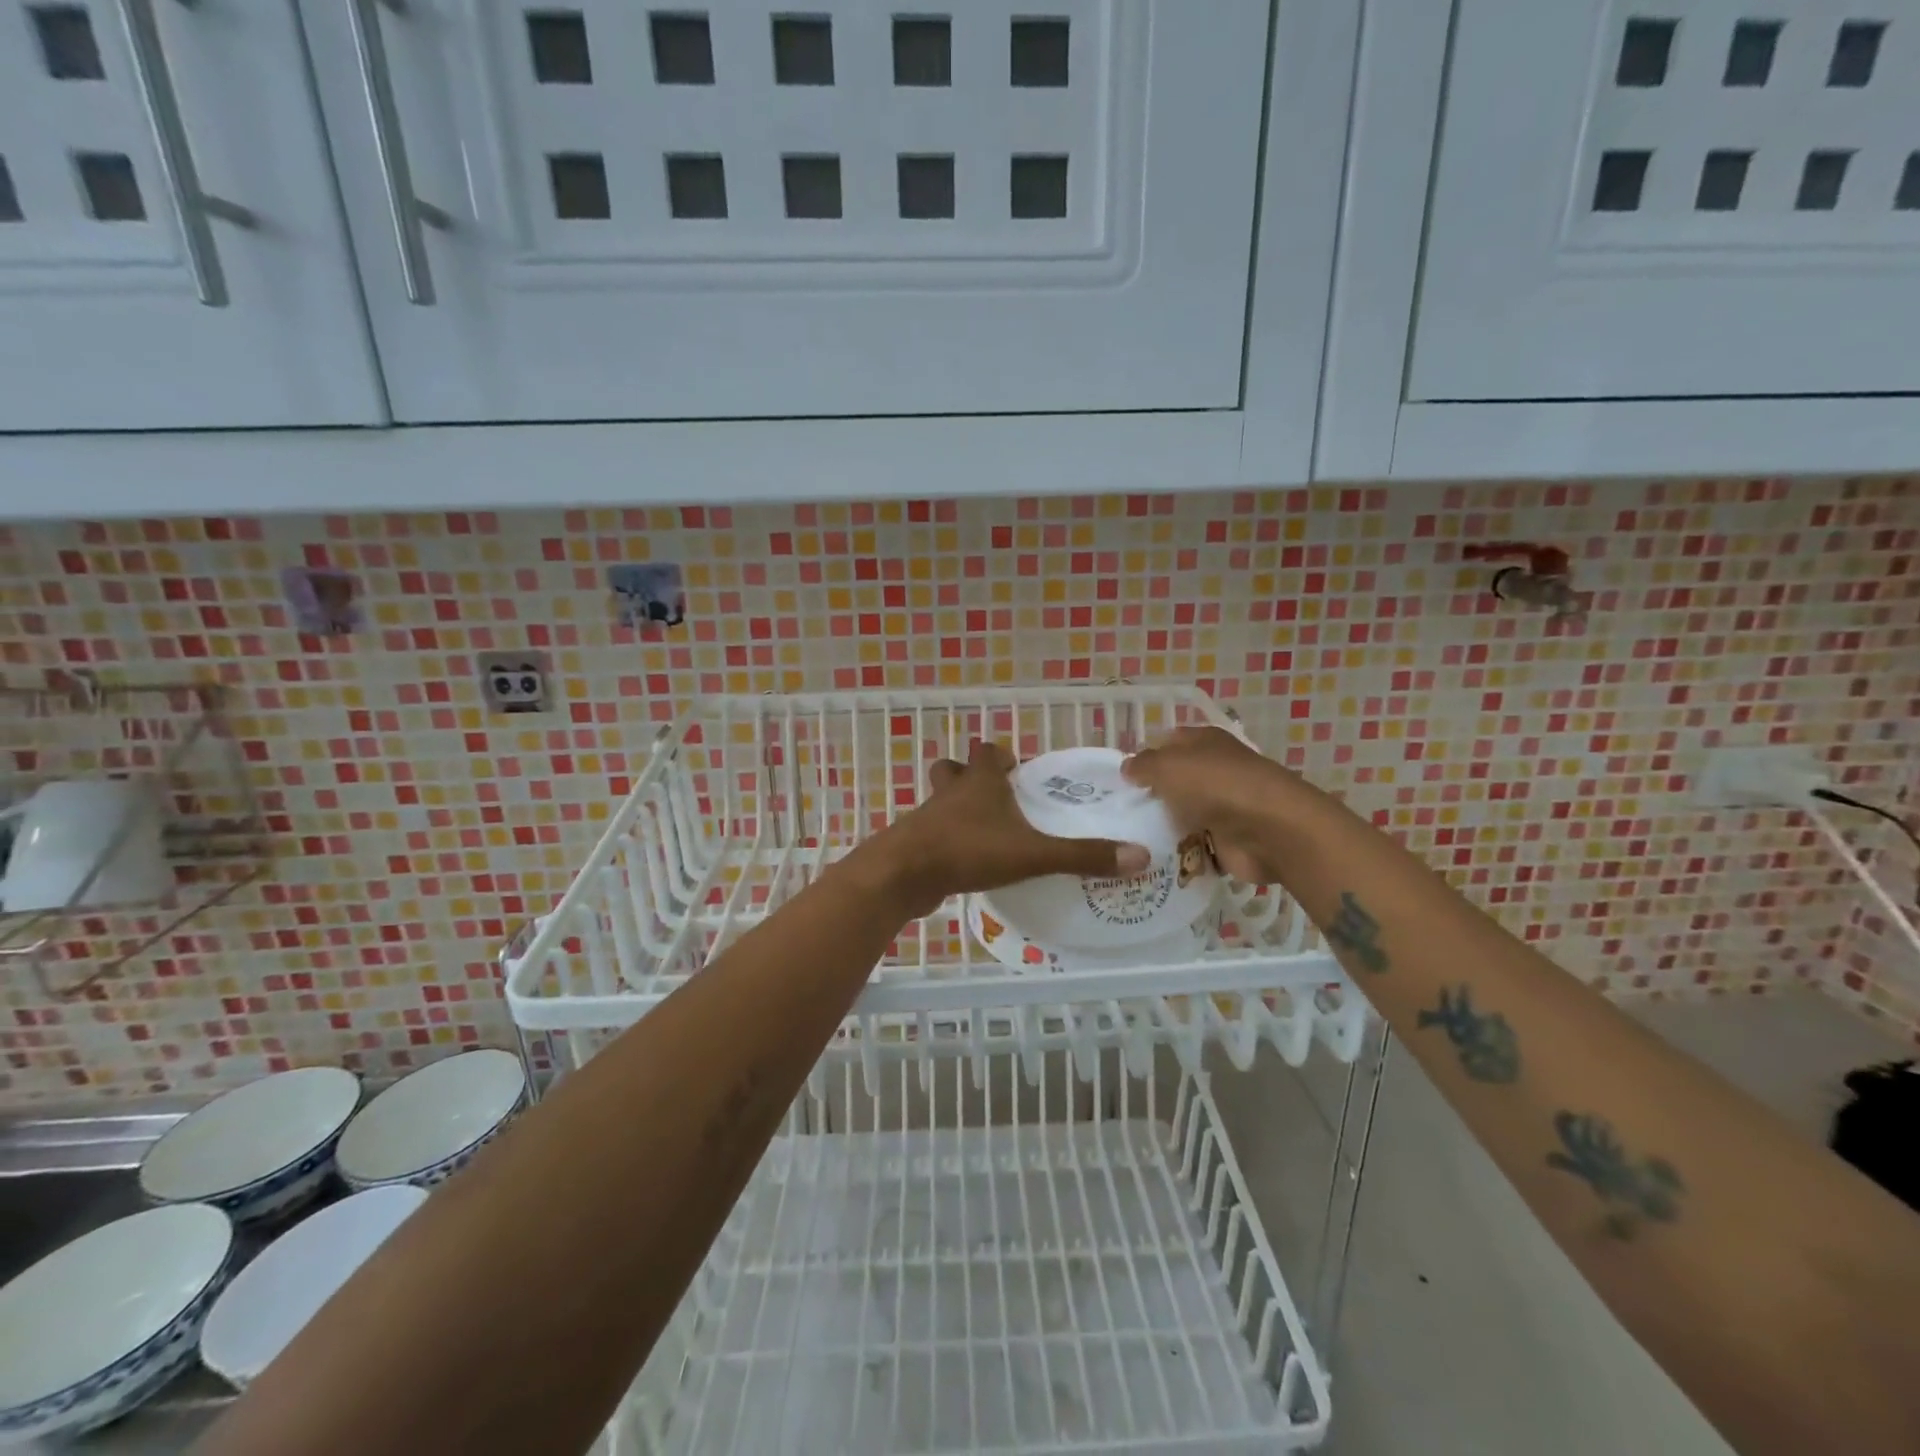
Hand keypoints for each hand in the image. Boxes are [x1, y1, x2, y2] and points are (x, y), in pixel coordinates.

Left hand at [878, 741, 1150, 917]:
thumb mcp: (1032, 853)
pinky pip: (931, 836)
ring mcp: (928, 819)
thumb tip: (1139, 856)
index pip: (986, 751)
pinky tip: (966, 865)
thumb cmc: (968, 850)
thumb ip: (1082, 856)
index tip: (1016, 769)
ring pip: (940, 803)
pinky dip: (947, 842)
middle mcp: (950, 793)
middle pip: (954, 770)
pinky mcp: (915, 846)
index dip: (1000, 756)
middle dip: (972, 778)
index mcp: (979, 783)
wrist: (903, 875)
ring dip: (957, 811)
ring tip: (985, 833)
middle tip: (998, 799)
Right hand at [1122, 726, 1307, 883]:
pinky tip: (1151, 860)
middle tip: (1114, 814)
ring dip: (1161, 827)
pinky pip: (1194, 846)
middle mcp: (1215, 771)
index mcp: (1204, 742)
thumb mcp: (1167, 765)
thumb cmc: (1215, 786)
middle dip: (1148, 796)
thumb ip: (1142, 765)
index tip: (1116, 780)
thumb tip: (1127, 768)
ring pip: (1181, 815)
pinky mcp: (1228, 841)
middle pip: (1172, 782)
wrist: (1269, 831)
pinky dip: (1179, 854)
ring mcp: (1223, 807)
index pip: (1165, 743)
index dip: (1142, 758)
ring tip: (1125, 841)